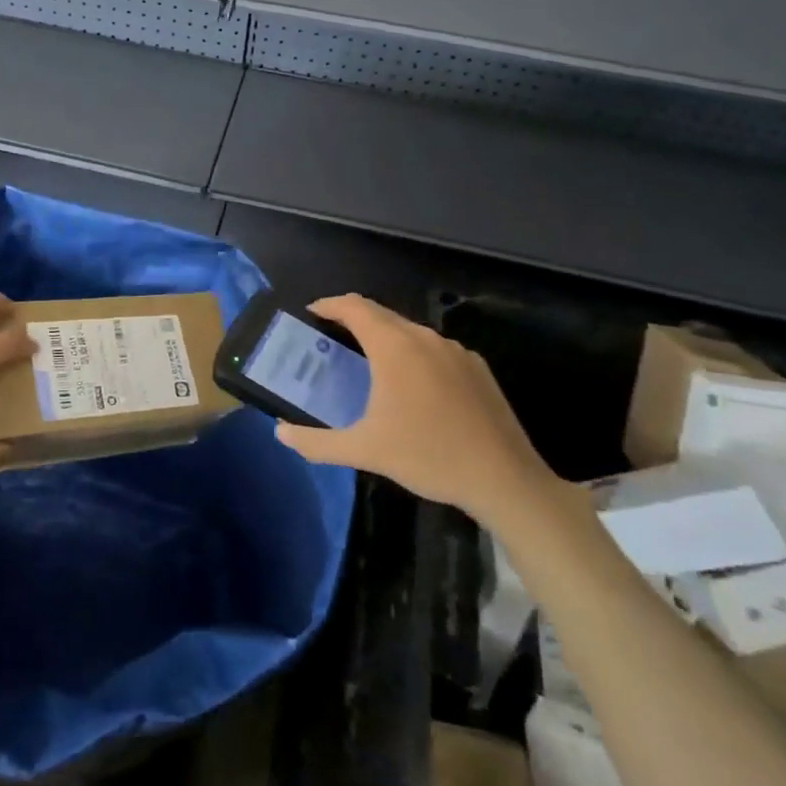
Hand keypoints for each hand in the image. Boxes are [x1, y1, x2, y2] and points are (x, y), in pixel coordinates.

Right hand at [273, 294, 566, 531]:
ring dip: (385, 339)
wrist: (504, 479)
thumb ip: (317, 442)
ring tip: (368, 365)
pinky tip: (414, 389)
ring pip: (410, 332)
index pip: (353, 306)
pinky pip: (435, 350)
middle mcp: (424, 337)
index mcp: (394, 346)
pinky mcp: (477, 368)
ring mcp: (455, 350)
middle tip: (331, 340)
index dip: (328, 305)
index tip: (311, 315)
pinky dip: (414, 356)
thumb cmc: (428, 456)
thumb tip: (281, 434)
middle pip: (380, 314)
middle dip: (353, 320)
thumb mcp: (365, 451)